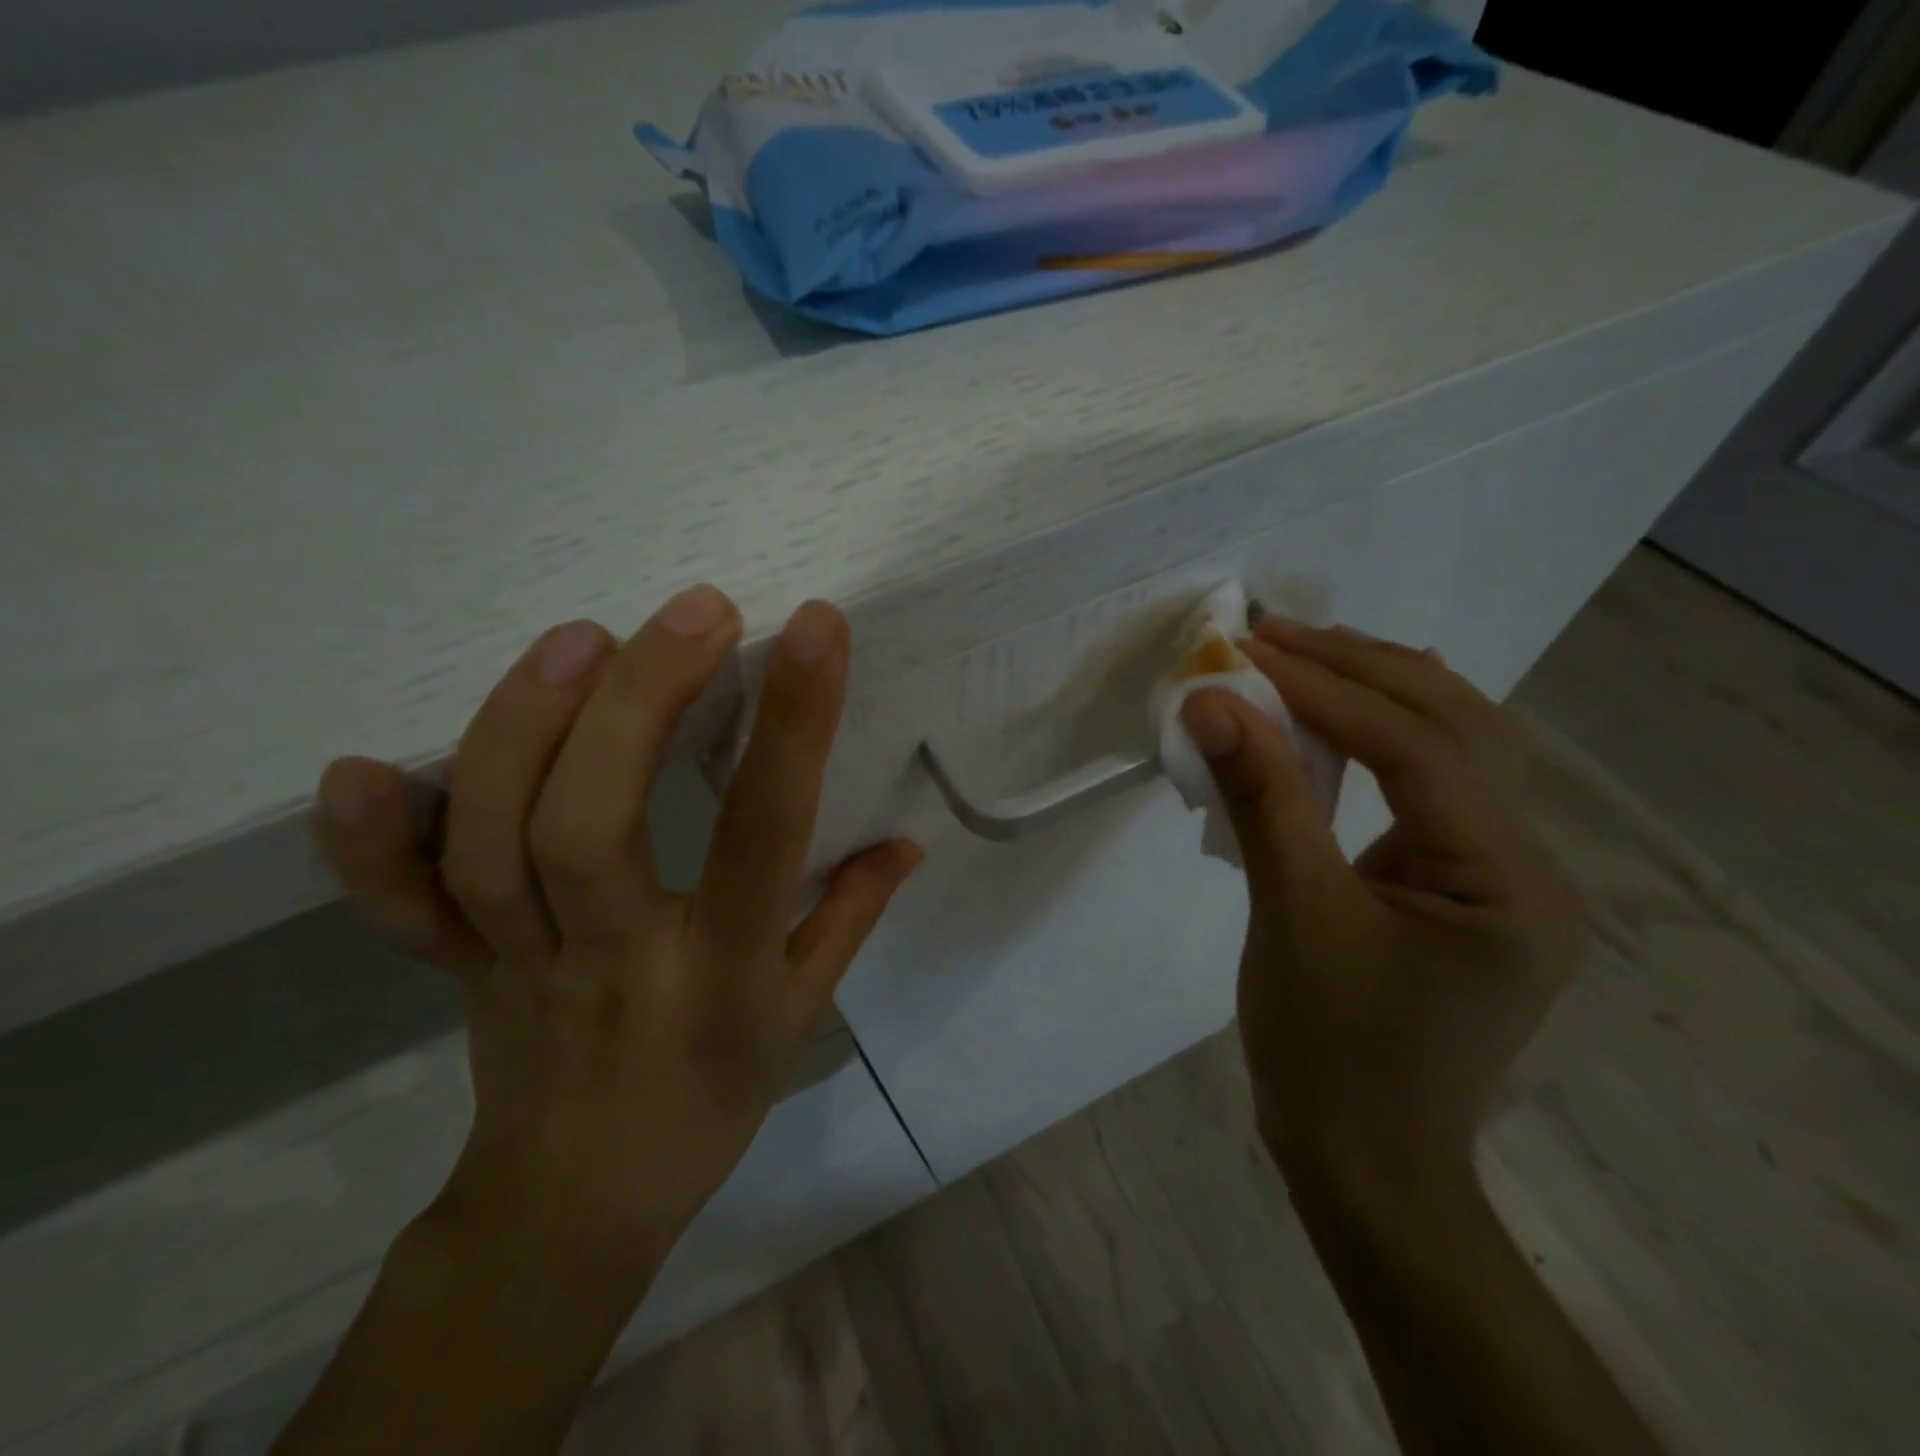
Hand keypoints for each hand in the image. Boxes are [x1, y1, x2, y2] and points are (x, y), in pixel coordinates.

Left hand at [313, 586, 919, 1278]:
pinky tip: (359, 765)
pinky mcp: (455, 966)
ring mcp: (517, 963)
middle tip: (695, 610)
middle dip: (640, 702)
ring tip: (582, 638)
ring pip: (490, 844)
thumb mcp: (800, 1015)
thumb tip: (908, 839)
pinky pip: (395, 906)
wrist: (577, 1203)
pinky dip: (366, 840)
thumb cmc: (711, 1098)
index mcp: (720, 977)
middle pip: (592, 826)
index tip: (816, 631)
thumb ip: (848, 915)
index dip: (793, 730)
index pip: (761, 838)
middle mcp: (614, 961)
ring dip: (523, 727)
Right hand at [1179, 620, 1584, 1208]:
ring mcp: (1503, 875)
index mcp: (1504, 883)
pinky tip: (1341, 716)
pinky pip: (1435, 784)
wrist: (1364, 1160)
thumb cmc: (1327, 1053)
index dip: (1331, 689)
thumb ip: (1262, 801)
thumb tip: (1213, 704)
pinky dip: (1385, 734)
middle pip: (1461, 726)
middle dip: (1362, 668)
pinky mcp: (1466, 885)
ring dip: (1382, 689)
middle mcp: (1529, 866)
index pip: (1421, 748)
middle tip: (1275, 632)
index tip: (1251, 649)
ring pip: (1461, 746)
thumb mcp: (1290, 919)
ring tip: (1305, 654)